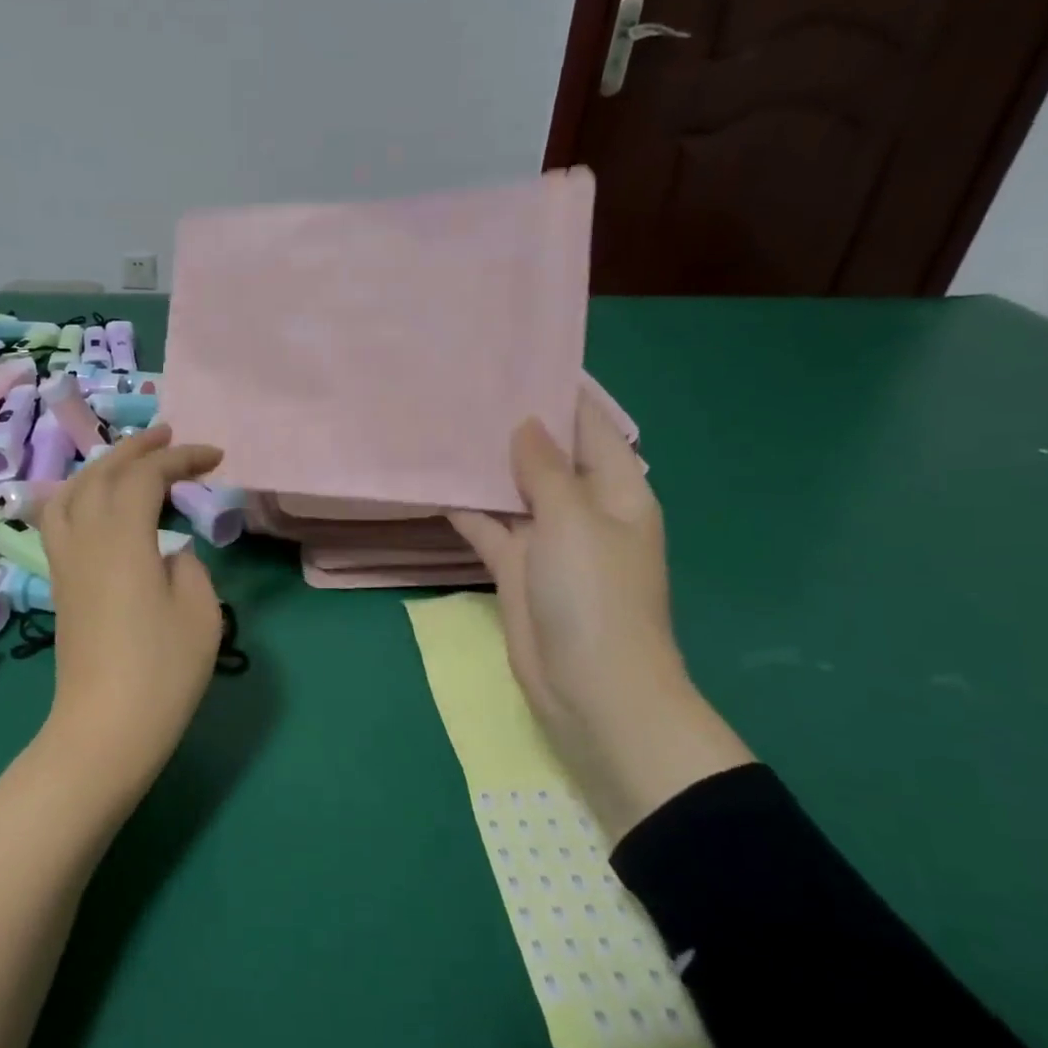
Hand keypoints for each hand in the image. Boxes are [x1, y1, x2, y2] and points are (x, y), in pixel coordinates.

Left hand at [36, 427, 225, 789]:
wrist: (104, 728)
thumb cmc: (162, 671)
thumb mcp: (200, 612)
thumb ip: (187, 567)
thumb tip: (168, 554)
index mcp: (123, 538)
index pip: (146, 476)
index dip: (181, 458)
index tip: (215, 457)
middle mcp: (86, 538)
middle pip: (103, 473)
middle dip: (138, 448)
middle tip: (171, 437)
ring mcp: (66, 561)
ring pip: (72, 490)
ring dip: (102, 466)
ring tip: (130, 461)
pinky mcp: (60, 583)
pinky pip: (58, 518)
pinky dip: (76, 494)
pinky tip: (91, 502)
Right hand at [449, 391, 687, 742]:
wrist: (591, 687)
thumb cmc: (594, 594)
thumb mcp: (573, 520)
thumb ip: (545, 469)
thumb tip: (526, 424)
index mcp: (616, 489)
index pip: (589, 426)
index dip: (559, 393)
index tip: (517, 359)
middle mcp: (582, 508)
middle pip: (545, 455)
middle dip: (511, 426)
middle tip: (464, 387)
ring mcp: (546, 540)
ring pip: (511, 491)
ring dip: (484, 466)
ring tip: (442, 424)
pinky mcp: (515, 568)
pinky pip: (487, 527)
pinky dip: (465, 509)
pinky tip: (432, 483)